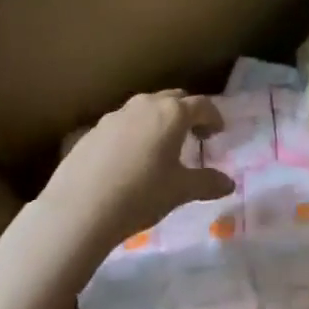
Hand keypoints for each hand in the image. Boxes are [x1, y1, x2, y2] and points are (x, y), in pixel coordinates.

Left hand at [46, 90, 234, 249]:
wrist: (80, 208)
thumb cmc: (140, 195)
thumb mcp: (179, 191)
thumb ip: (207, 183)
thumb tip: (229, 183)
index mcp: (172, 113)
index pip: (201, 105)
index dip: (213, 117)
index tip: (218, 132)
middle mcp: (145, 105)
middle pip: (173, 99)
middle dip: (186, 113)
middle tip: (193, 135)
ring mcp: (116, 115)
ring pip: (145, 109)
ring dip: (158, 121)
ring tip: (160, 147)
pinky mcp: (93, 130)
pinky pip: (122, 124)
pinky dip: (134, 133)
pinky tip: (128, 160)